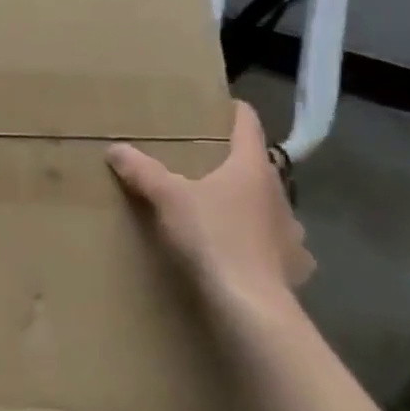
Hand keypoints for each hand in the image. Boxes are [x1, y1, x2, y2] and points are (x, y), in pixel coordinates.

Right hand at [106, 102, 313, 316]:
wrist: (249, 304)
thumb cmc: (212, 237)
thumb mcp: (167, 198)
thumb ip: (142, 171)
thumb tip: (115, 148)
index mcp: (252, 167)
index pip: (247, 124)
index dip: (231, 111)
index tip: (214, 107)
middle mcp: (278, 193)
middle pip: (256, 166)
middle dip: (231, 163)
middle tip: (200, 164)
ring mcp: (291, 231)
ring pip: (268, 206)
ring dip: (249, 204)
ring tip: (221, 212)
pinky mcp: (294, 265)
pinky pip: (277, 245)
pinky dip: (261, 243)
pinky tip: (245, 253)